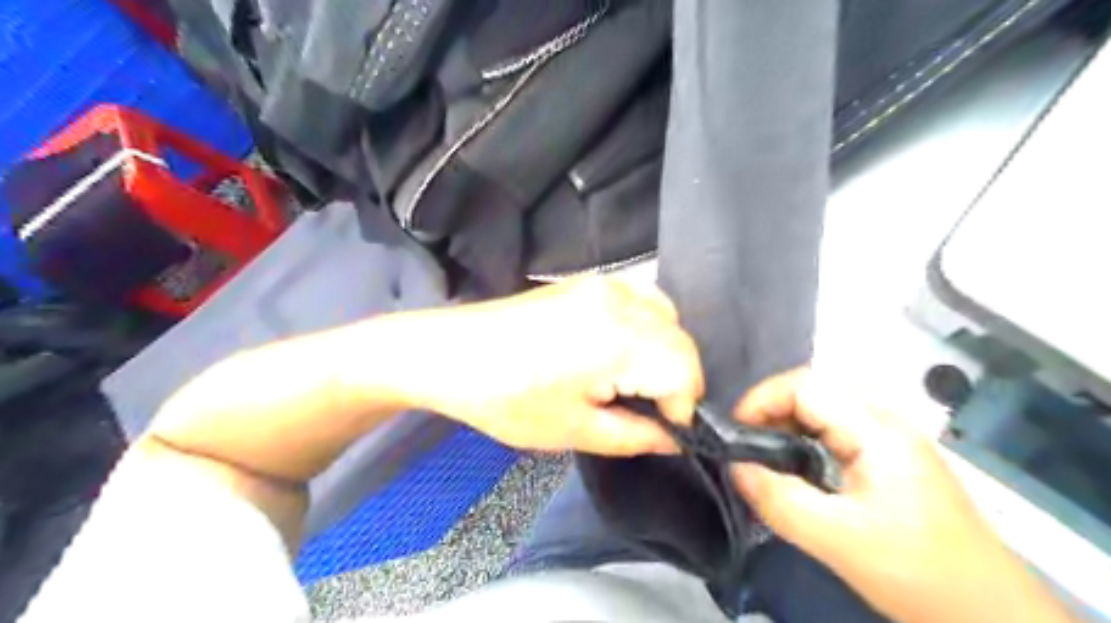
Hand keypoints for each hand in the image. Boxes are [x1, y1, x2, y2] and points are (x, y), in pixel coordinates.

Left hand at [390, 278, 701, 458]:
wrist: (449, 352)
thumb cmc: (506, 398)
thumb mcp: (574, 431)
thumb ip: (637, 436)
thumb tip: (674, 437)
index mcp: (619, 338)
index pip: (685, 371)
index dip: (682, 409)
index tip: (663, 431)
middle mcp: (621, 300)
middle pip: (681, 341)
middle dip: (676, 382)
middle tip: (647, 413)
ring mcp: (605, 283)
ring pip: (667, 317)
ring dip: (664, 353)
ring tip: (634, 383)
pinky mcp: (589, 281)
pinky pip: (642, 300)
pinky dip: (647, 328)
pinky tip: (622, 350)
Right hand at [731, 370, 1066, 621]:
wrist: (990, 616)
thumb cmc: (918, 573)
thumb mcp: (839, 540)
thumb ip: (779, 500)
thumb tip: (733, 467)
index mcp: (877, 431)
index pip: (806, 385)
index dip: (761, 399)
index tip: (734, 433)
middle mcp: (884, 423)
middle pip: (813, 391)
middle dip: (770, 411)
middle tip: (744, 446)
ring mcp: (889, 441)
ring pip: (823, 410)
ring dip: (786, 425)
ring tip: (761, 456)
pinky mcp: (889, 460)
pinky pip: (835, 432)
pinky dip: (804, 441)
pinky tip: (793, 468)